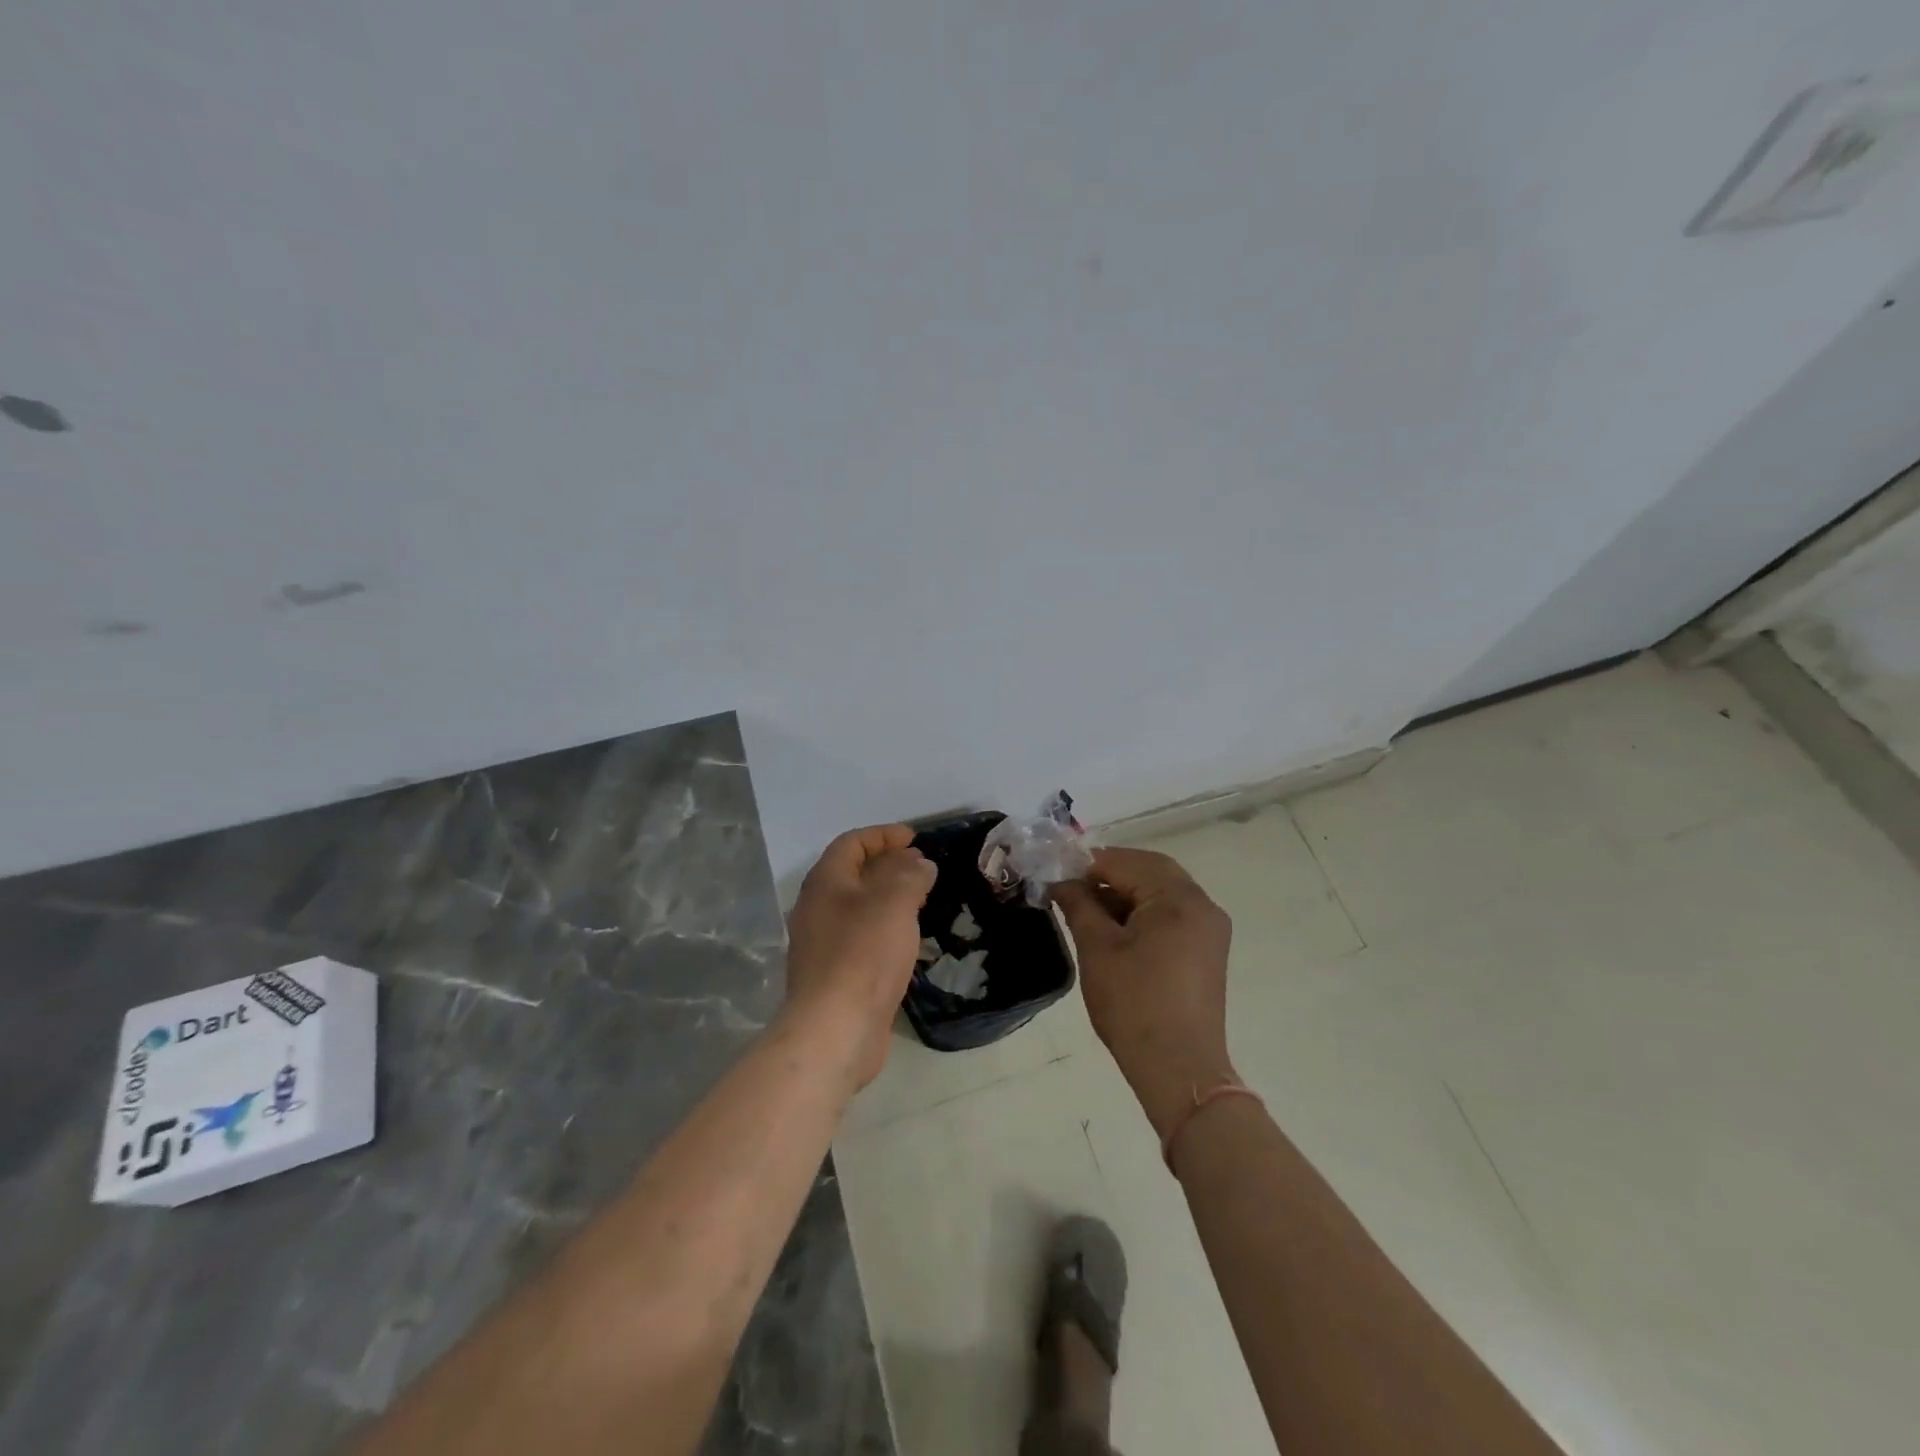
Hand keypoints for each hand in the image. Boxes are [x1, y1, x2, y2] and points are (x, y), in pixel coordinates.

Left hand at [782, 824, 937, 1091]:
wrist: (835, 1028)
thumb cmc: (863, 954)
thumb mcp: (894, 902)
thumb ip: (910, 875)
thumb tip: (919, 864)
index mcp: (825, 882)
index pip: (852, 843)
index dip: (883, 835)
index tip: (914, 838)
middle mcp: (817, 908)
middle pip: (853, 874)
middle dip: (888, 865)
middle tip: (923, 868)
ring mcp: (823, 944)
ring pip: (858, 907)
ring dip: (888, 897)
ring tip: (922, 900)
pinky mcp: (834, 974)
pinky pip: (861, 937)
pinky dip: (885, 927)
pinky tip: (907, 940)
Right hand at [1052, 847, 1234, 1140]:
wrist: (1179, 1069)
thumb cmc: (1134, 1004)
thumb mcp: (1097, 949)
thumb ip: (1078, 905)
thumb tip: (1060, 881)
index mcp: (1179, 898)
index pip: (1126, 862)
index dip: (1087, 865)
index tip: (1054, 875)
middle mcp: (1202, 904)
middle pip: (1150, 870)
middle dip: (1108, 873)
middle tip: (1071, 887)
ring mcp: (1209, 929)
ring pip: (1161, 891)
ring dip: (1125, 892)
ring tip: (1087, 909)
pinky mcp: (1206, 951)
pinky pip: (1172, 914)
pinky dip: (1143, 912)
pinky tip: (1114, 928)